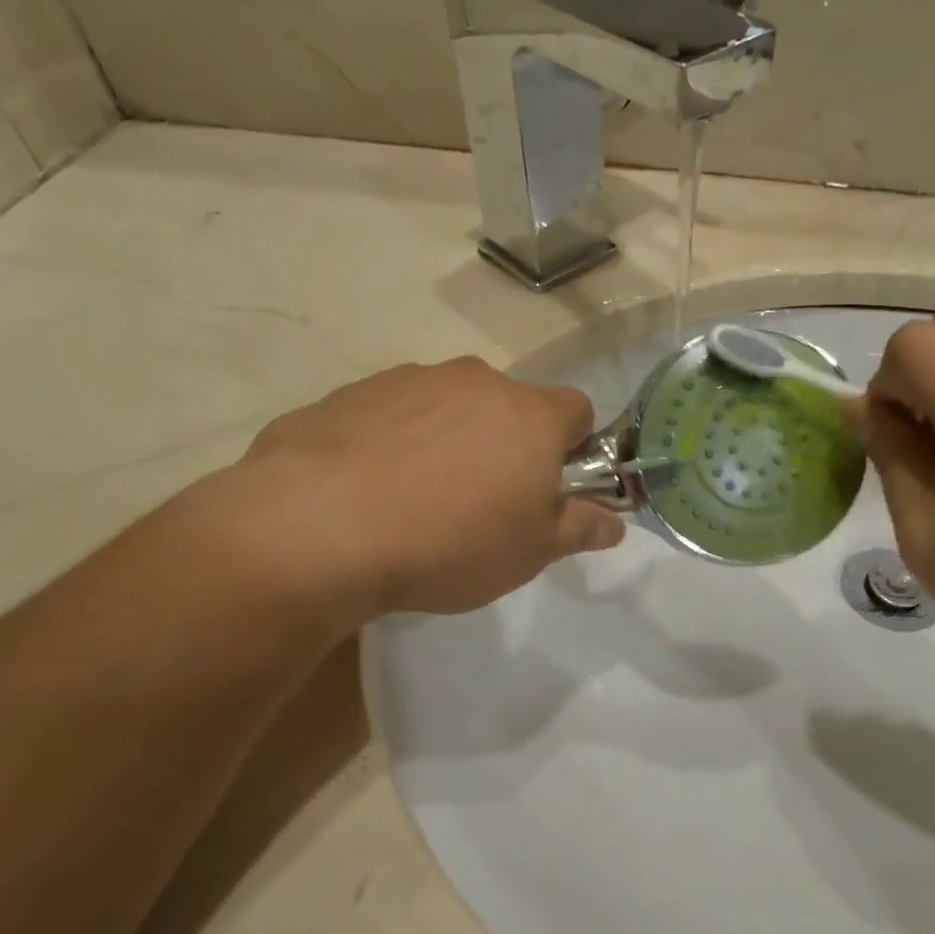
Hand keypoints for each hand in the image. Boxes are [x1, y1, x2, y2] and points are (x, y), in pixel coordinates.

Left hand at [231, 358, 623, 617]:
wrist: (320, 528)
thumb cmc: (450, 543)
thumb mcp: (530, 552)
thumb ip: (579, 529)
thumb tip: (614, 523)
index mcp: (529, 415)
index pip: (577, 410)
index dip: (573, 447)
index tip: (552, 488)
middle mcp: (475, 381)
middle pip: (510, 406)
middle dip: (508, 445)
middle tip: (484, 503)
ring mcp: (409, 380)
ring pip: (449, 406)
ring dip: (450, 440)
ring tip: (419, 500)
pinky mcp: (352, 392)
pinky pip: (394, 413)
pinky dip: (396, 441)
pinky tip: (372, 489)